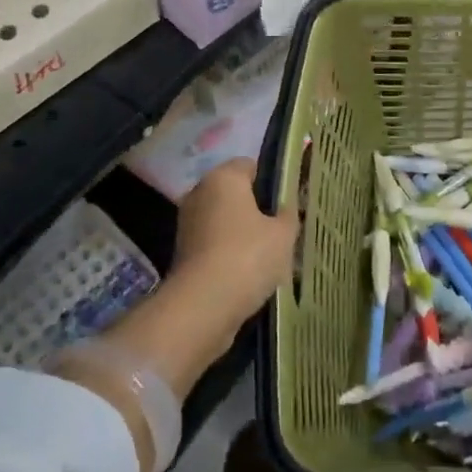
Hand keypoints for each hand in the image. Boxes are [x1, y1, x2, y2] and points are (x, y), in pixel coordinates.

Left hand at [173, 159, 299, 329]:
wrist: (203, 306)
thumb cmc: (248, 256)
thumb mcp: (284, 234)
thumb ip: (289, 214)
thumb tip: (286, 207)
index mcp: (224, 177)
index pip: (251, 165)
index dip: (272, 180)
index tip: (289, 202)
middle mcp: (200, 192)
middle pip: (235, 193)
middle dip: (256, 208)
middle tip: (281, 228)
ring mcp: (188, 223)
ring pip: (224, 219)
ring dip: (242, 232)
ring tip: (268, 255)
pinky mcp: (183, 252)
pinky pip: (214, 243)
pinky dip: (228, 252)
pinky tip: (248, 272)